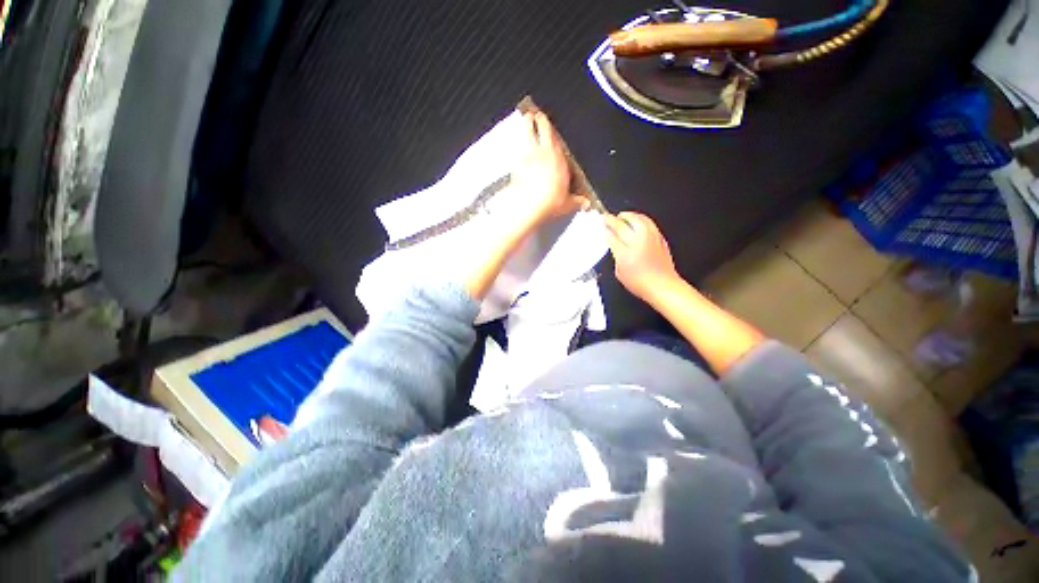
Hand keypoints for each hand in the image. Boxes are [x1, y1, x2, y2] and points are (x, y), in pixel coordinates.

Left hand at [504, 112, 587, 234]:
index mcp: (560, 160)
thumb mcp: (567, 204)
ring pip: (528, 132)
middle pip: (543, 130)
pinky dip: (517, 142)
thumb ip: (577, 201)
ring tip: (526, 118)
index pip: (558, 140)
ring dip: (527, 124)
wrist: (529, 205)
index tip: (550, 126)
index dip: (553, 131)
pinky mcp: (517, 163)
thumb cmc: (551, 202)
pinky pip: (517, 147)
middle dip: (540, 120)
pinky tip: (516, 142)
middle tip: (537, 114)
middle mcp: (545, 153)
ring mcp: (529, 155)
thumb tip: (586, 204)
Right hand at [605, 211, 679, 302]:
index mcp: (624, 253)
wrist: (662, 285)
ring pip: (637, 219)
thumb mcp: (619, 272)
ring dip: (628, 216)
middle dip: (612, 219)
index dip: (604, 228)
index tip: (600, 223)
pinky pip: (648, 222)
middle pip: (622, 224)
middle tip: (607, 217)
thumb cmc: (640, 283)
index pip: (611, 235)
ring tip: (622, 216)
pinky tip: (637, 221)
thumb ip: (616, 256)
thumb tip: (614, 244)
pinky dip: (640, 219)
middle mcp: (637, 242)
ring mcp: (650, 238)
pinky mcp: (659, 238)